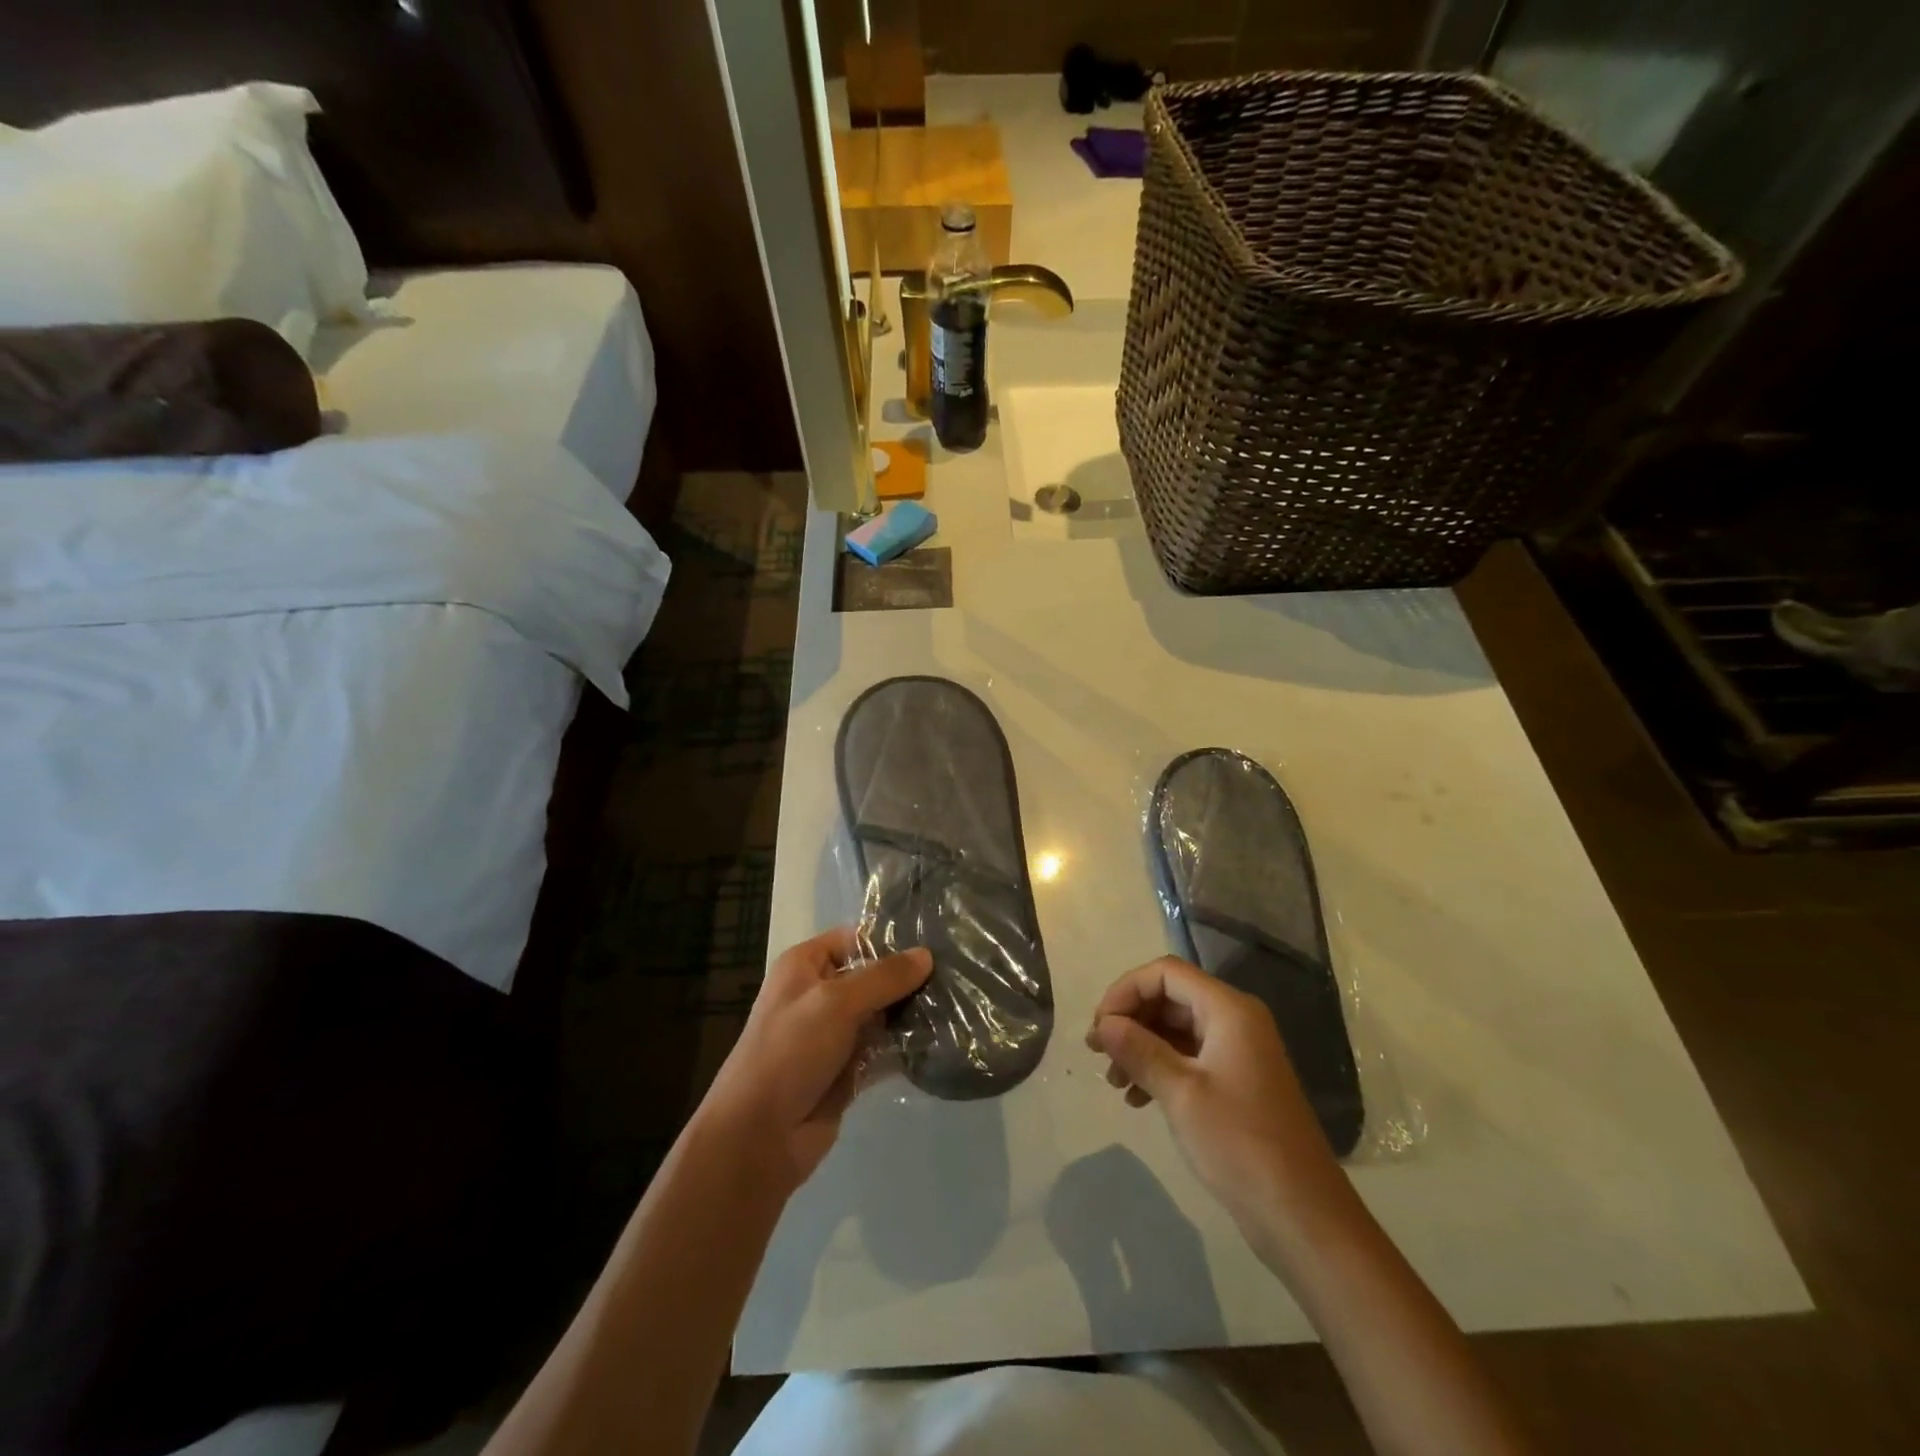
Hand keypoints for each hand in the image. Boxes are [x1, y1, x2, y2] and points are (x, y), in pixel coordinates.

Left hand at [704, 925, 931, 1187]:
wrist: (759, 1136)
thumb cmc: (790, 1052)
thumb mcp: (836, 1002)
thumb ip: (884, 977)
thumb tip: (927, 955)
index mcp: (805, 965)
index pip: (855, 938)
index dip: (892, 939)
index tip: (938, 942)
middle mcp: (820, 993)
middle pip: (873, 975)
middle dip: (910, 977)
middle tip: (957, 974)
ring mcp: (834, 1033)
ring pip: (882, 1013)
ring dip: (912, 1012)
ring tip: (958, 1004)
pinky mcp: (848, 1068)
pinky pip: (884, 1048)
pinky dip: (906, 1045)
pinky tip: (942, 1039)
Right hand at [1088, 956, 1347, 1242]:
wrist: (1302, 1216)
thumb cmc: (1240, 1143)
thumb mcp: (1181, 1093)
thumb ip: (1138, 1049)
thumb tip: (1103, 1024)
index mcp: (1229, 1010)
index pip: (1166, 973)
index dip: (1126, 990)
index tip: (1099, 1027)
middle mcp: (1235, 1020)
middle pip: (1169, 997)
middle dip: (1130, 1020)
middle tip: (1098, 1053)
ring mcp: (1237, 1051)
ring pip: (1175, 1028)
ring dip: (1140, 1046)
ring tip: (1114, 1082)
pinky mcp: (1236, 1081)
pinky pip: (1188, 1056)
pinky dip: (1159, 1068)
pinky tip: (1136, 1099)